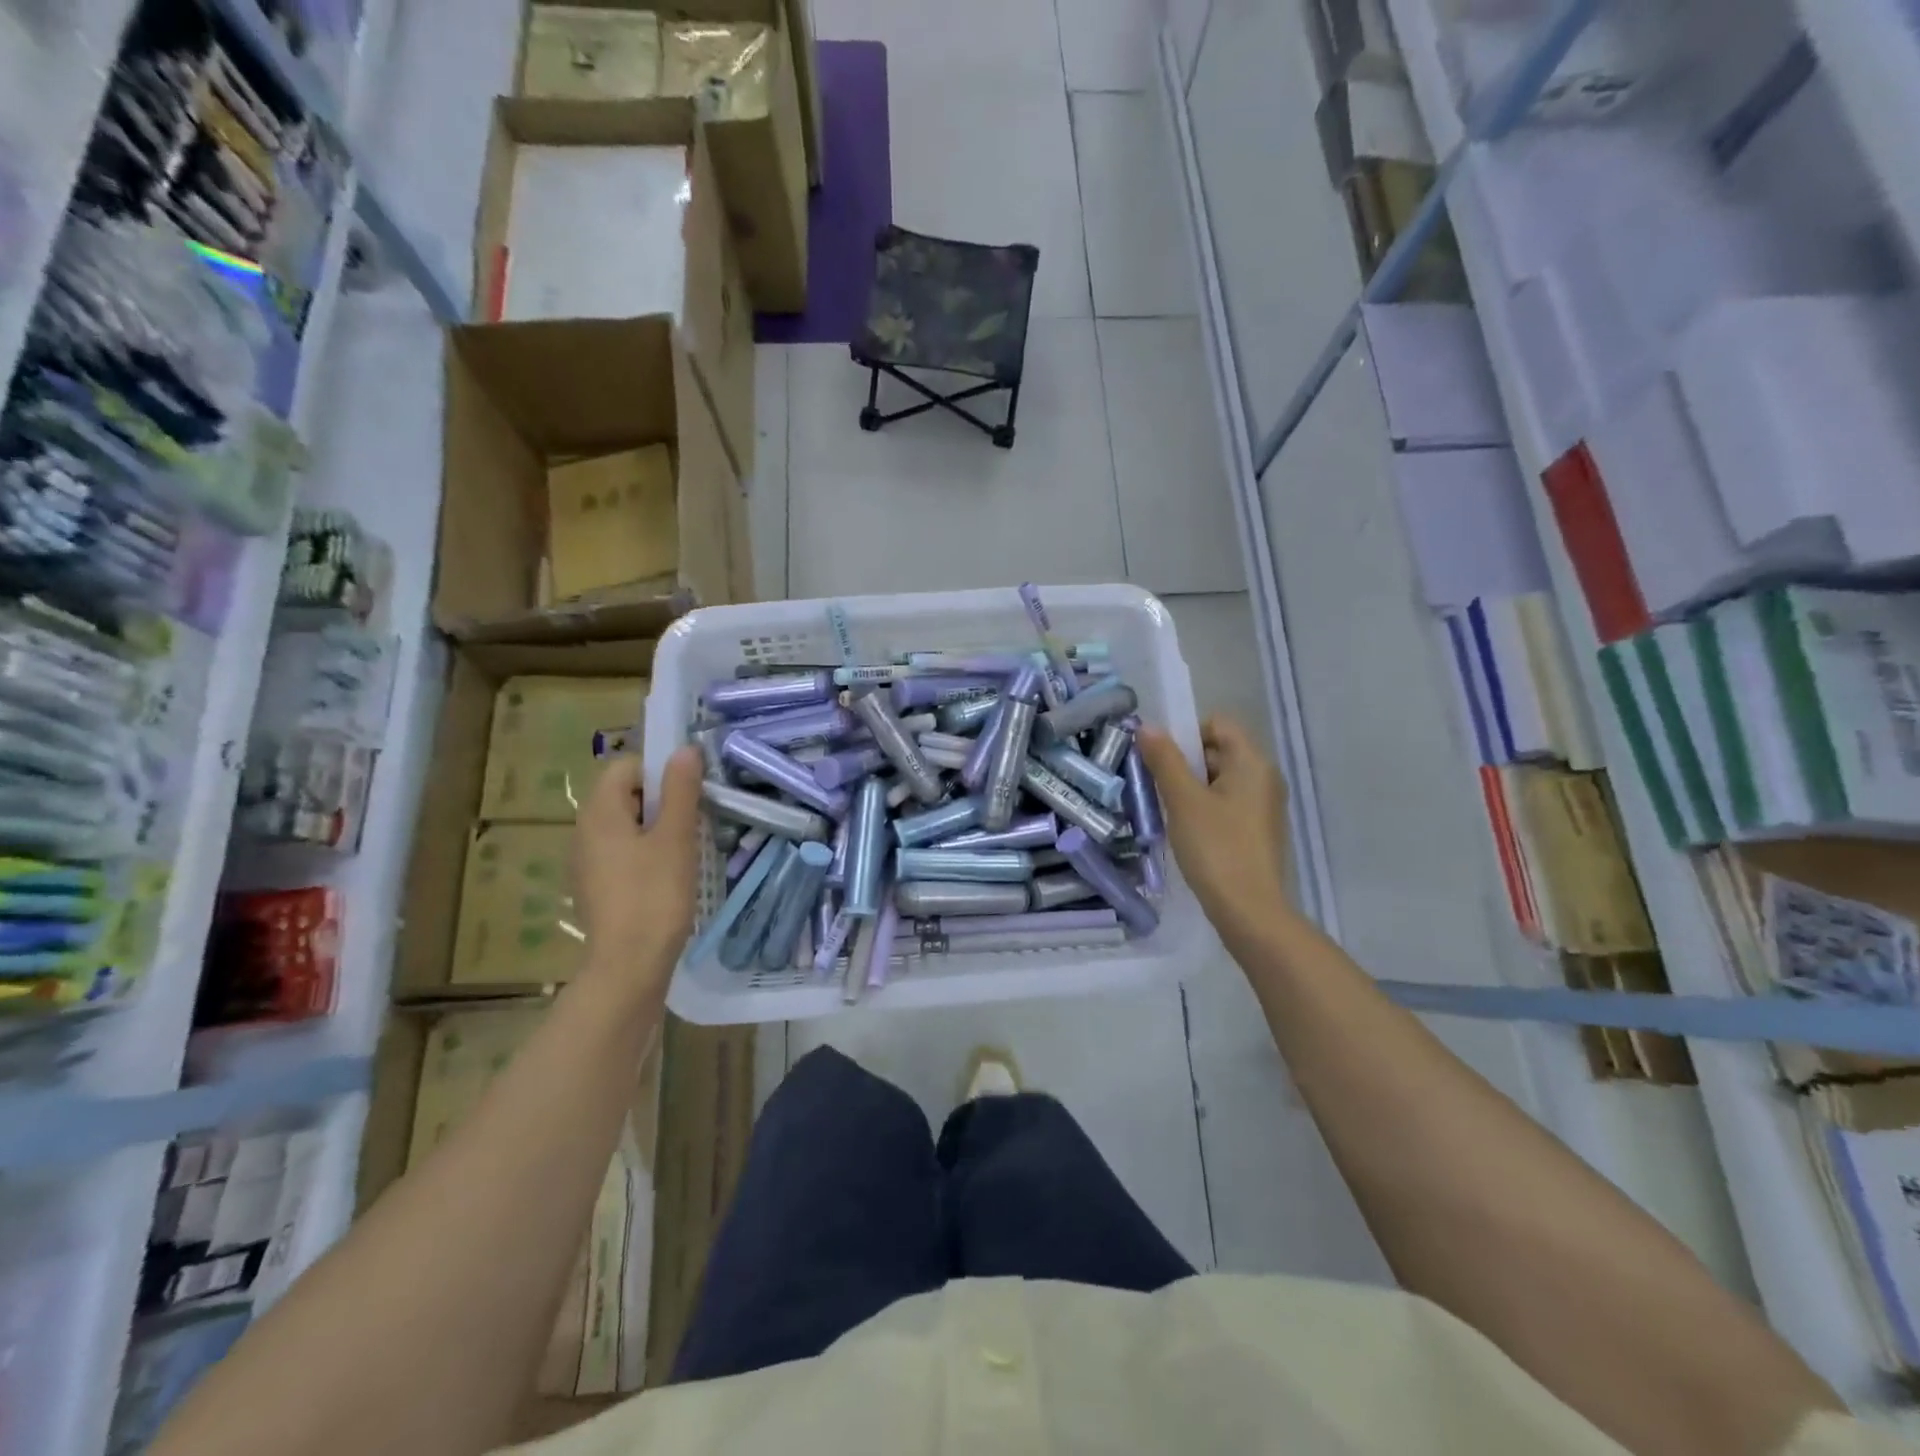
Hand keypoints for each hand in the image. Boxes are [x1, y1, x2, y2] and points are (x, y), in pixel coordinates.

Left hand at [572, 748, 702, 999]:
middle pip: (625, 794)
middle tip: (694, 821)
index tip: (689, 793)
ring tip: (686, 849)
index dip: (659, 771)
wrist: (629, 967)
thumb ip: (680, 790)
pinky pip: (622, 852)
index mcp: (599, 812)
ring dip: (657, 828)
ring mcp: (587, 861)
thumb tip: (684, 750)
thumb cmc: (654, 895)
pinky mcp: (597, 887)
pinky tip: (669, 876)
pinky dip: (646, 853)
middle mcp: (584, 831)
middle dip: (661, 800)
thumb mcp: (675, 838)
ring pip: (626, 825)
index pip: (626, 766)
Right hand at [1137, 715, 1293, 949]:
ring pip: (1219, 780)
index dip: (1186, 733)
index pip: (1218, 724)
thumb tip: (1148, 727)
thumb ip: (1165, 760)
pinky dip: (1203, 809)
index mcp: (1253, 762)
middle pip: (1218, 751)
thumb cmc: (1216, 848)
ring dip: (1190, 788)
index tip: (1161, 758)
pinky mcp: (1257, 831)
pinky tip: (1186, 831)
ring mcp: (1263, 806)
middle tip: (1155, 785)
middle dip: (1183, 763)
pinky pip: (1226, 804)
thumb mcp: (1183, 800)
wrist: (1249, 911)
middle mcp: (1264, 778)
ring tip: (1166, 810)